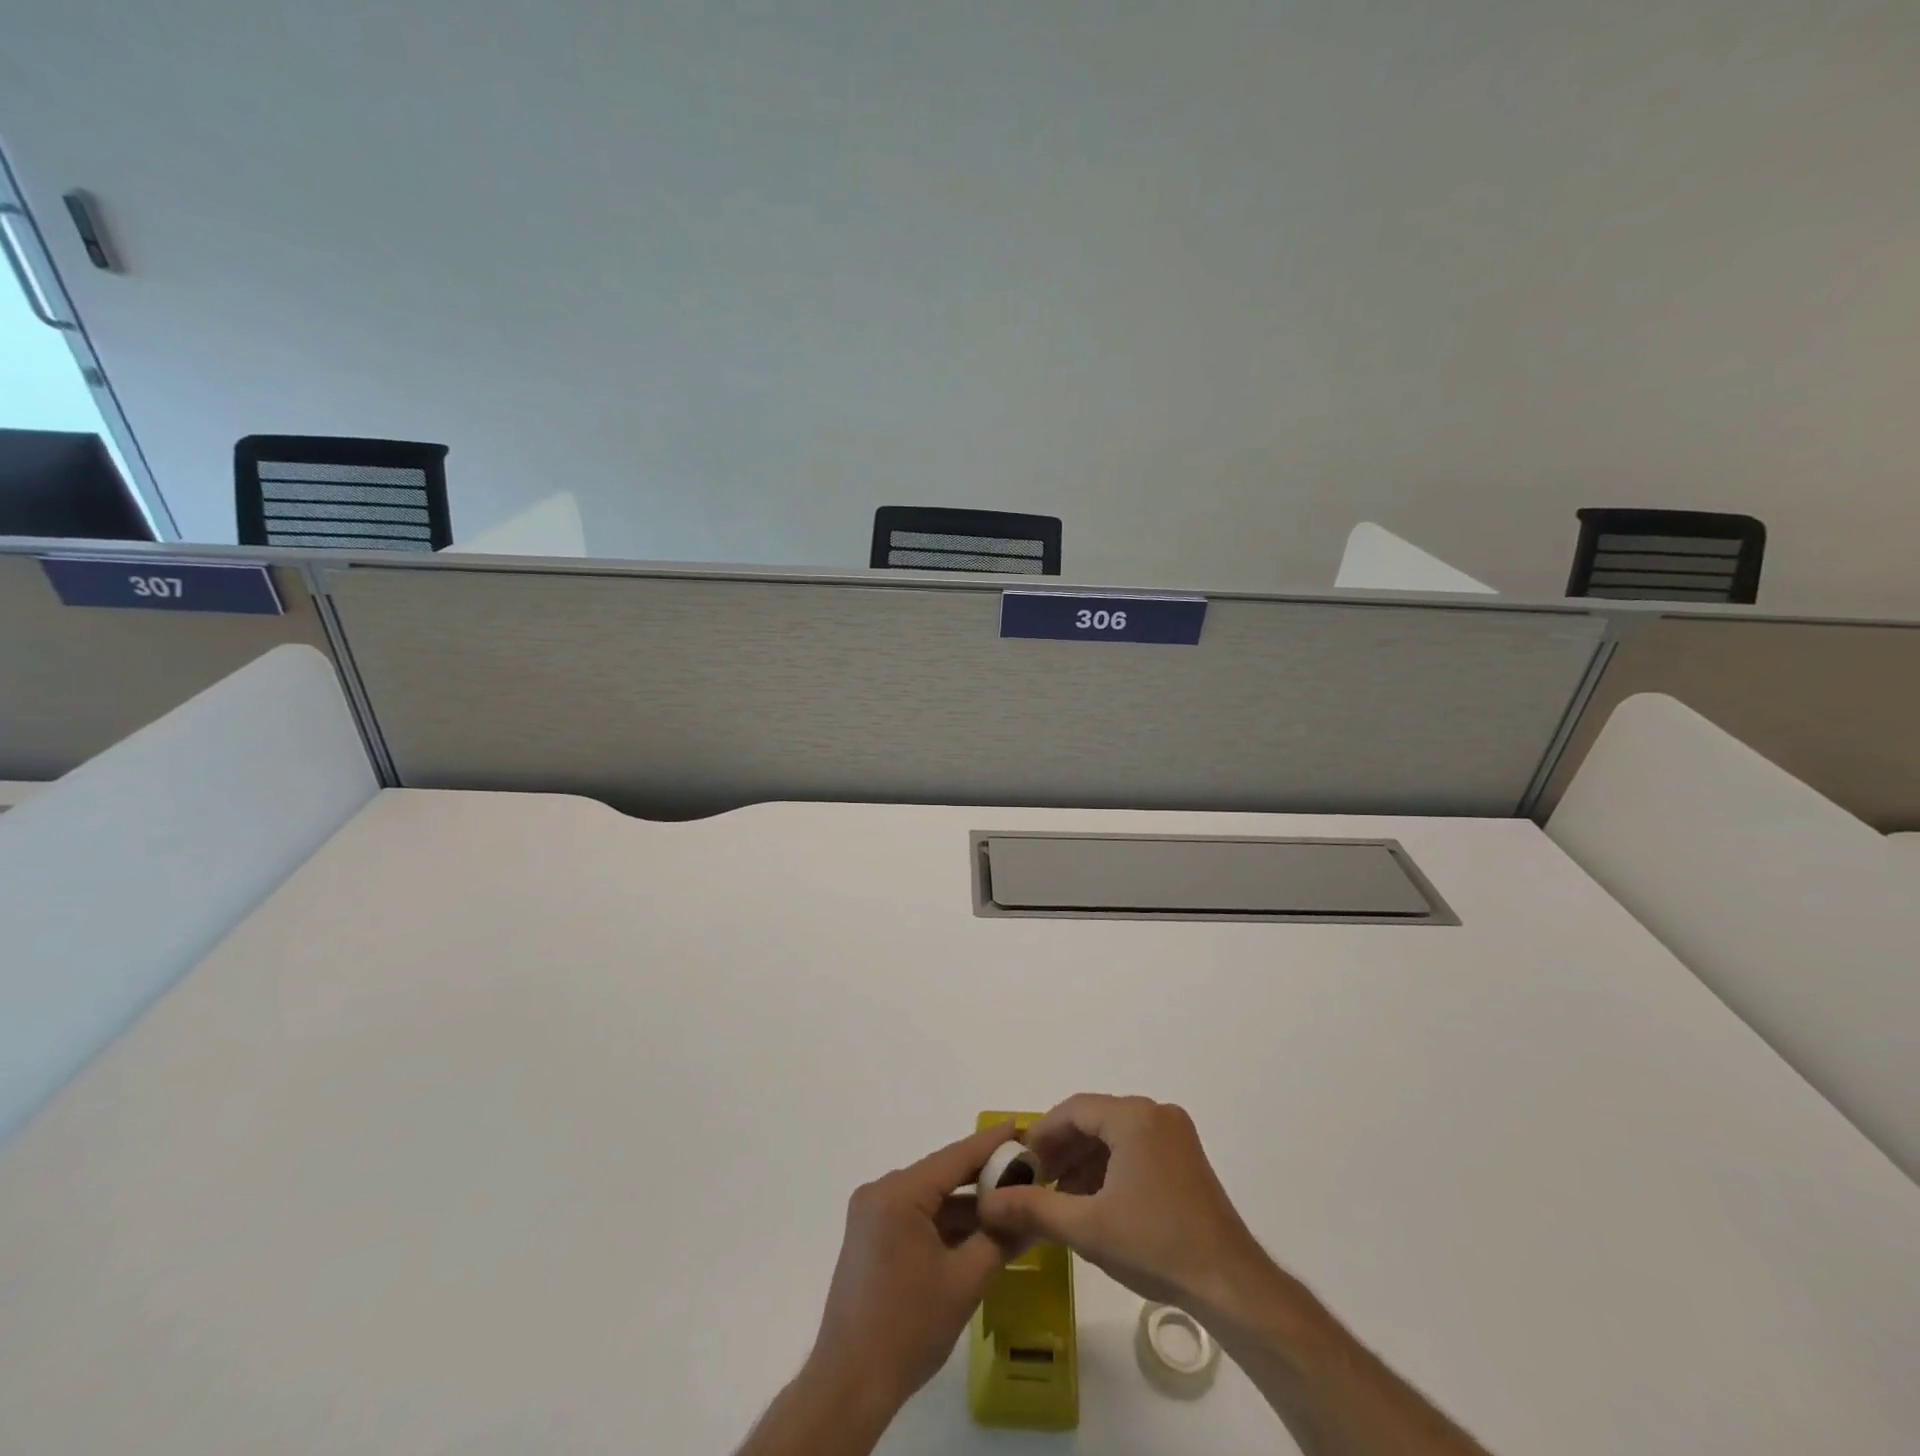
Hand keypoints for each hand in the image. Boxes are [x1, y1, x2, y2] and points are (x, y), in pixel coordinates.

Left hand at [804, 1122, 1020, 1420]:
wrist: (850, 1384)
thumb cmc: (909, 1328)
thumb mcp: (965, 1281)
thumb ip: (1000, 1239)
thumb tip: (1033, 1214)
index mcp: (898, 1194)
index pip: (955, 1157)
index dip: (991, 1143)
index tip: (1021, 1126)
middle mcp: (880, 1192)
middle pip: (941, 1174)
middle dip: (982, 1175)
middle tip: (1024, 1169)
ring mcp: (871, 1214)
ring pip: (929, 1196)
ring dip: (965, 1202)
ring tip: (1009, 1201)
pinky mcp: (870, 1236)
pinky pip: (915, 1214)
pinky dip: (944, 1220)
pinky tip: (976, 1229)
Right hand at [978, 1094, 1268, 1318]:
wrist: (1230, 1284)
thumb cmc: (1155, 1245)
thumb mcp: (1087, 1228)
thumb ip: (1034, 1209)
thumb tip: (988, 1202)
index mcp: (1134, 1117)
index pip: (1074, 1110)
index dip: (1042, 1134)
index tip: (1020, 1164)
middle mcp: (1155, 1114)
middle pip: (1095, 1119)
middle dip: (1062, 1149)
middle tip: (1036, 1182)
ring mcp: (1175, 1134)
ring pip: (1115, 1135)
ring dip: (1085, 1160)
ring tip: (1060, 1197)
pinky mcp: (1185, 1158)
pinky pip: (1136, 1148)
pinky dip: (1110, 1167)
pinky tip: (1096, 1201)